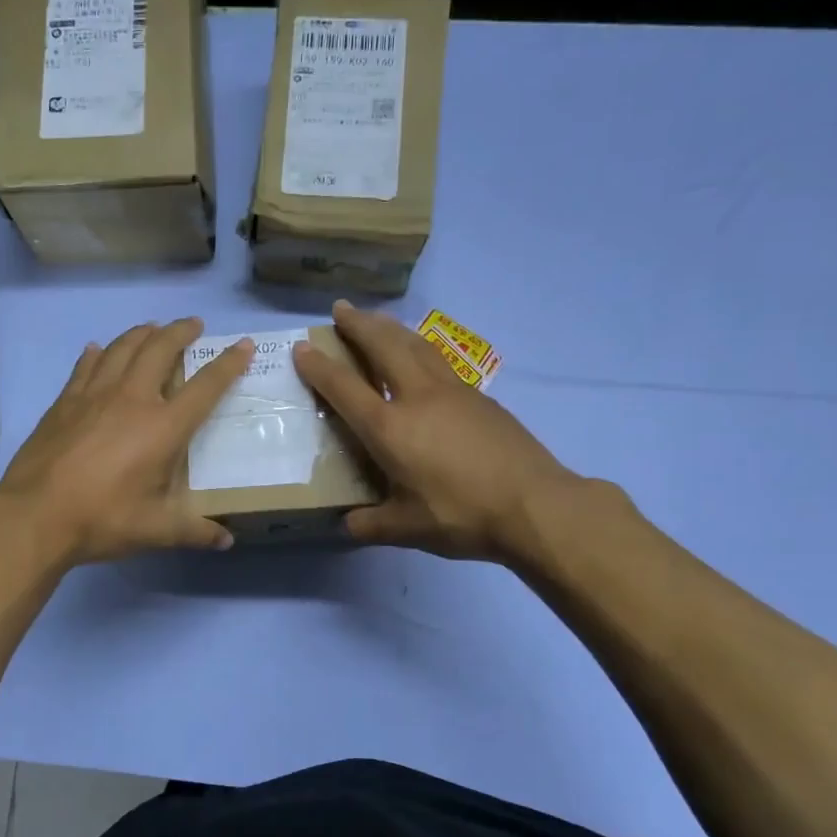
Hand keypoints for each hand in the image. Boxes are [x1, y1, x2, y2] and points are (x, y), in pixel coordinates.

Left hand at [0, 318, 253, 565]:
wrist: (35, 515)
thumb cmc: (103, 520)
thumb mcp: (156, 530)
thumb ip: (195, 531)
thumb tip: (226, 542)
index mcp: (163, 427)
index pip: (205, 386)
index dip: (228, 363)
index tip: (244, 345)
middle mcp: (132, 398)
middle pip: (160, 349)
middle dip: (181, 331)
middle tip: (193, 324)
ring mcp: (94, 395)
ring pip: (122, 347)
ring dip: (142, 333)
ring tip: (153, 328)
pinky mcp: (64, 401)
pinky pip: (85, 366)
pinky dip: (97, 353)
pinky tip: (96, 349)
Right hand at [292, 302, 583, 561]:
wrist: (534, 504)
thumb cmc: (463, 515)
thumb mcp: (408, 528)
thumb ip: (372, 525)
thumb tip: (348, 525)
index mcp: (390, 428)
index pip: (344, 388)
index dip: (319, 367)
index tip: (302, 347)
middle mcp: (417, 397)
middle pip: (383, 346)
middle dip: (358, 324)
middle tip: (340, 307)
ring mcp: (452, 391)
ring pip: (415, 344)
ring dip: (390, 326)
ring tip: (376, 318)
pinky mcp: (479, 396)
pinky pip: (438, 359)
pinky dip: (418, 346)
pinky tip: (420, 353)